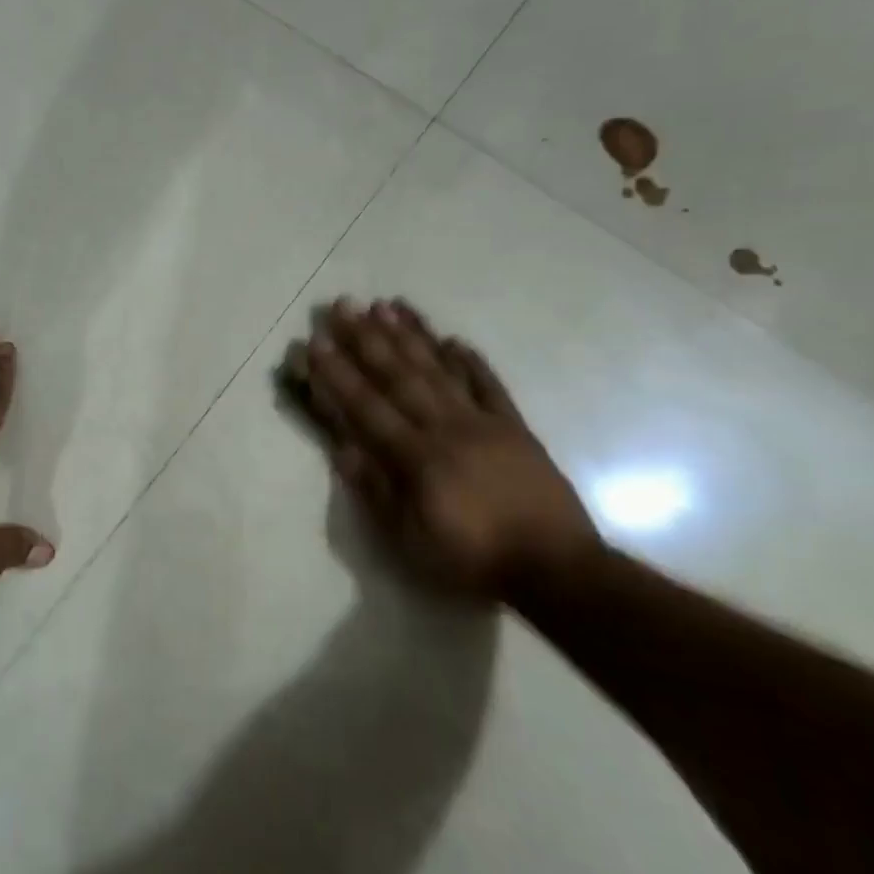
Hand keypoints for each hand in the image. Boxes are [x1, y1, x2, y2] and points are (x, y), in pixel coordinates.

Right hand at [301, 298, 600, 600]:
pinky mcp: (515, 428)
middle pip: (400, 376)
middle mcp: (446, 428)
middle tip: (344, 304)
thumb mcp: (411, 542)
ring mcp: (484, 423)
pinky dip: (471, 362)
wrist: (557, 568)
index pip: (367, 406)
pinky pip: (490, 386)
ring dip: (411, 336)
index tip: (316, 342)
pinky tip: (453, 339)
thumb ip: (377, 492)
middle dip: (367, 339)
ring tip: (388, 305)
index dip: (338, 373)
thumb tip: (343, 449)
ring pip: (440, 370)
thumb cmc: (473, 560)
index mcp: (417, 457)